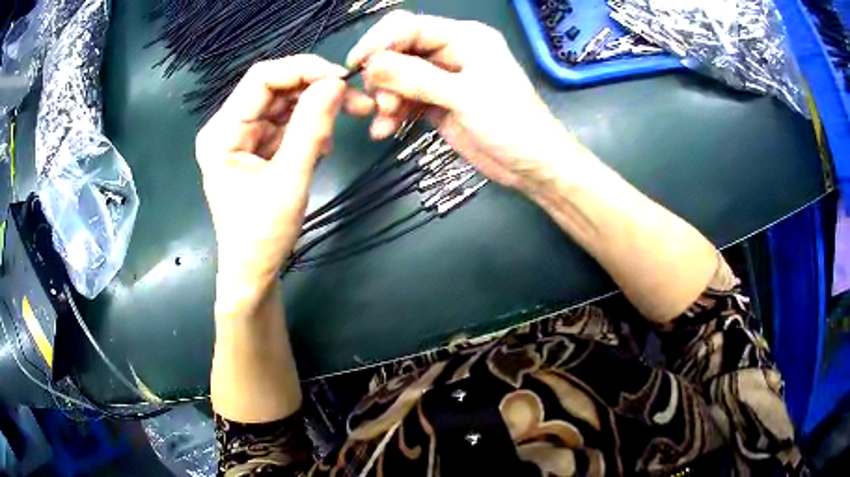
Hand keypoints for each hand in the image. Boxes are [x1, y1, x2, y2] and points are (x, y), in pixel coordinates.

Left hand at [196, 55, 372, 314]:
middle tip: (356, 101)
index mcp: (222, 132)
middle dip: (315, 89)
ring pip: (284, 103)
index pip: (261, 79)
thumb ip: (311, 129)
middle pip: (275, 88)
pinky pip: (286, 123)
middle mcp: (229, 127)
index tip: (342, 80)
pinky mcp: (257, 148)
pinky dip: (310, 126)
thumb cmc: (262, 236)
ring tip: (346, 122)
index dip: (302, 70)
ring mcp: (243, 137)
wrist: (253, 273)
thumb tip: (336, 83)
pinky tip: (325, 142)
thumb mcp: (289, 181)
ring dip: (317, 107)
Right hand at [348, 11, 580, 191]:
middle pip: (399, 50)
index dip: (379, 41)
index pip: (409, 26)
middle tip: (380, 104)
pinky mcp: (437, 101)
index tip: (356, 66)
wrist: (532, 166)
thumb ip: (416, 78)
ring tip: (385, 122)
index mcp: (465, 37)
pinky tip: (384, 131)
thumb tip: (371, 64)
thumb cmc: (511, 125)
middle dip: (383, 76)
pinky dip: (393, 113)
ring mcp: (443, 77)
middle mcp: (451, 51)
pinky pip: (405, 99)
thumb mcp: (465, 97)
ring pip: (398, 77)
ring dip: (385, 99)